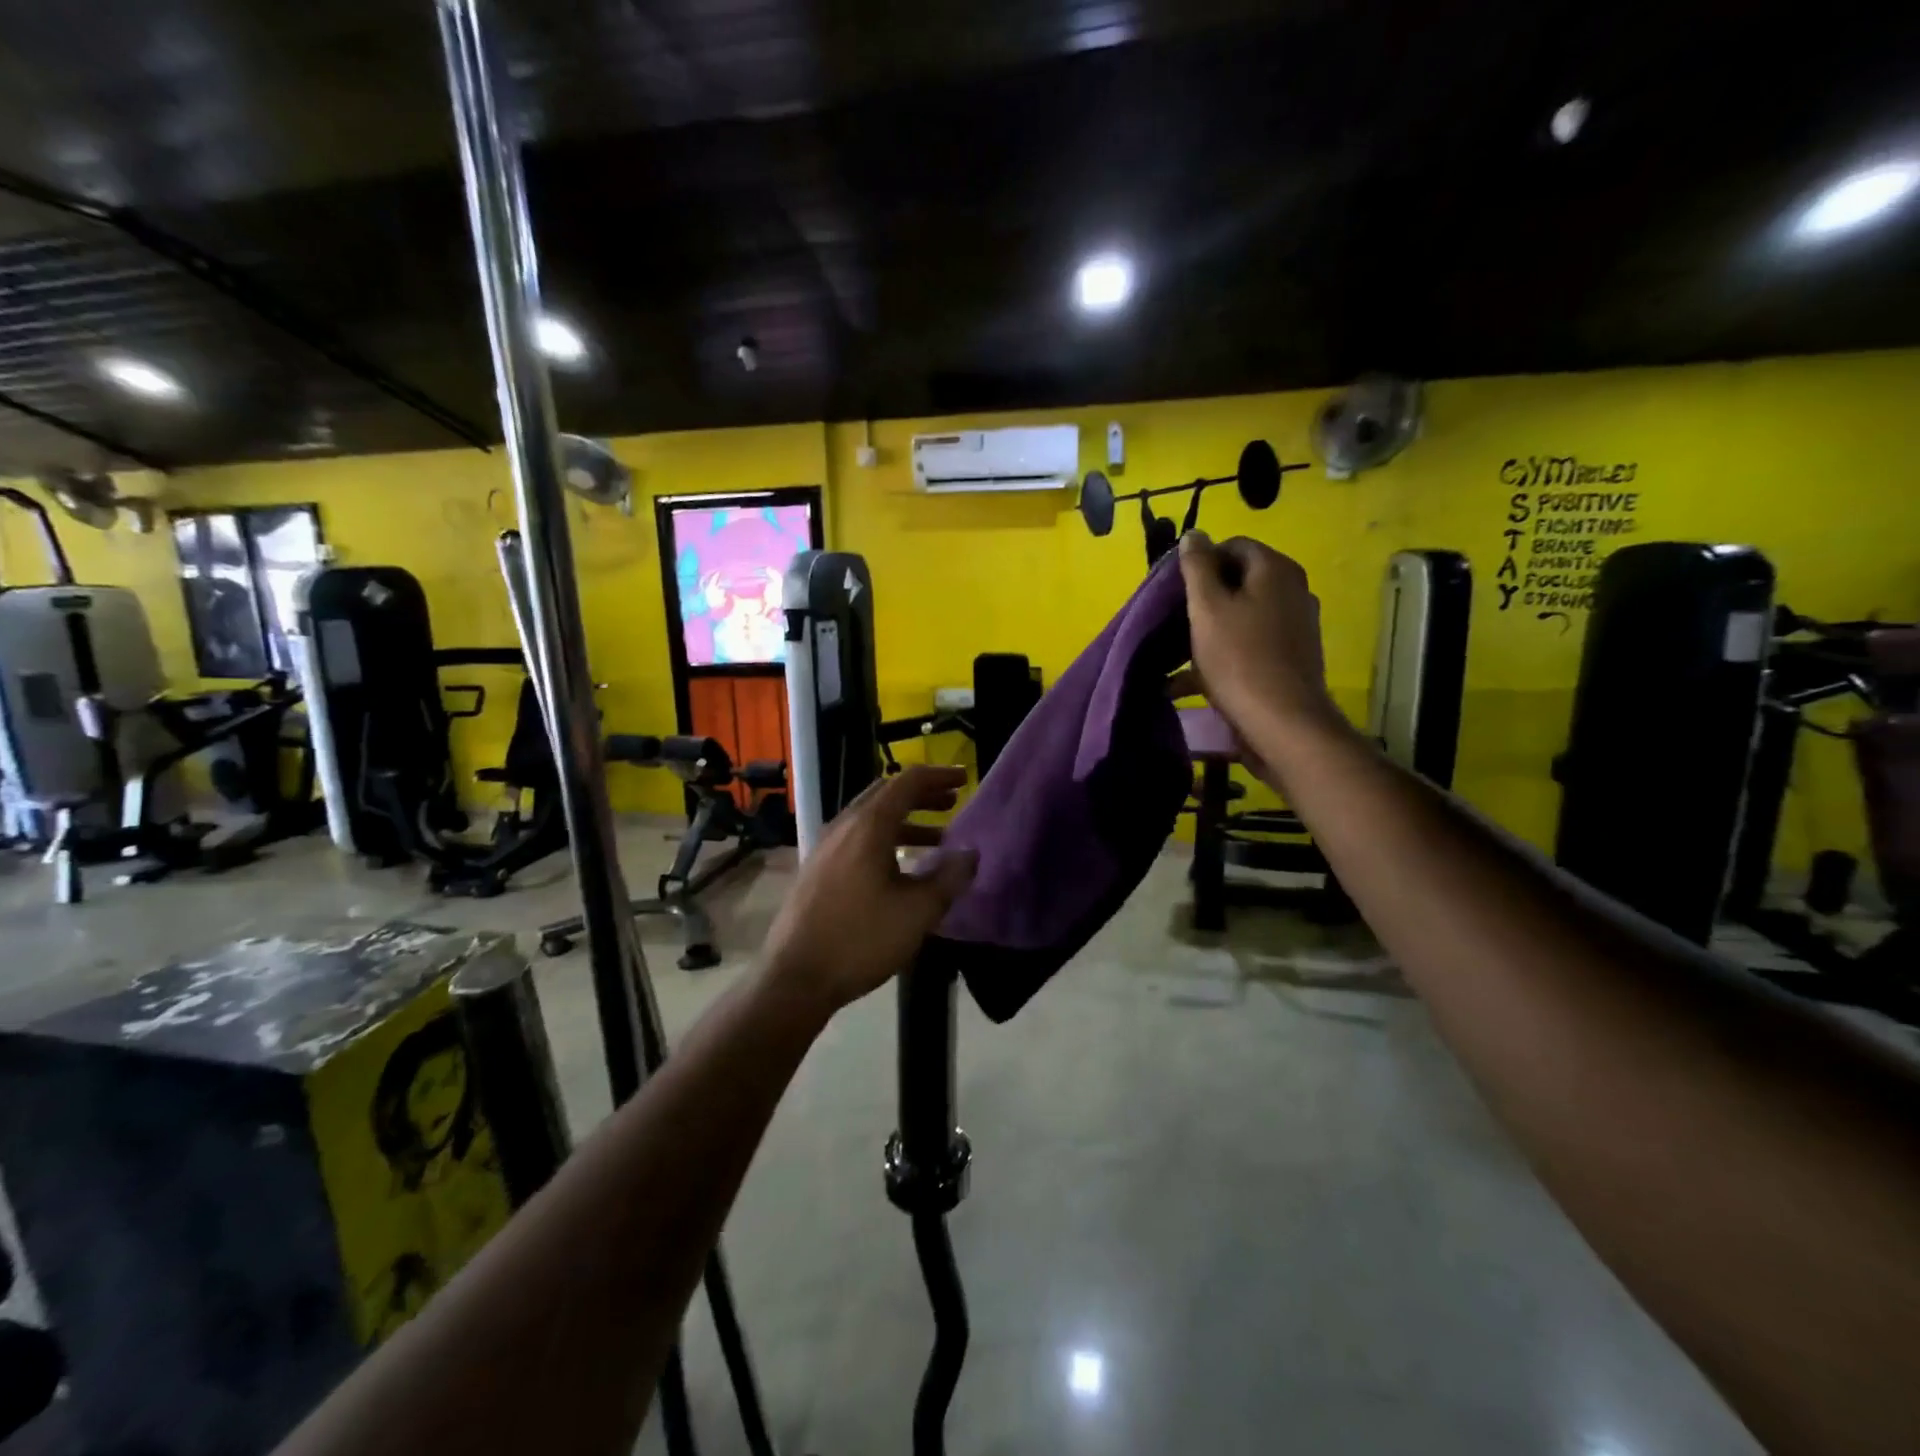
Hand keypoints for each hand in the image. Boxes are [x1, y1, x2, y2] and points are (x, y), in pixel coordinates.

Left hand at [761, 765, 978, 1013]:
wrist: (795, 978)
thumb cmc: (860, 939)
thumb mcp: (917, 912)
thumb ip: (949, 878)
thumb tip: (971, 854)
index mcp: (868, 826)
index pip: (907, 782)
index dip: (939, 775)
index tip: (965, 778)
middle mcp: (843, 826)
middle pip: (886, 794)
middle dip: (923, 795)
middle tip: (953, 802)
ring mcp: (825, 847)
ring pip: (871, 818)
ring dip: (906, 820)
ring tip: (938, 839)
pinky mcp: (817, 869)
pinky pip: (857, 839)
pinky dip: (886, 839)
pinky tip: (900, 867)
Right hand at [1178, 532, 1344, 765]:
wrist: (1281, 722)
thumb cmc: (1238, 658)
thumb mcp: (1207, 607)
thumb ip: (1197, 567)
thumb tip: (1195, 534)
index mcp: (1275, 570)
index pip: (1232, 545)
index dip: (1200, 563)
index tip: (1175, 589)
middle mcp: (1293, 590)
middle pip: (1239, 580)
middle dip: (1204, 598)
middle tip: (1175, 620)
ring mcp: (1296, 625)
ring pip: (1243, 615)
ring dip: (1210, 629)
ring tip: (1178, 652)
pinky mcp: (1292, 657)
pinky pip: (1251, 643)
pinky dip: (1224, 653)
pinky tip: (1193, 680)